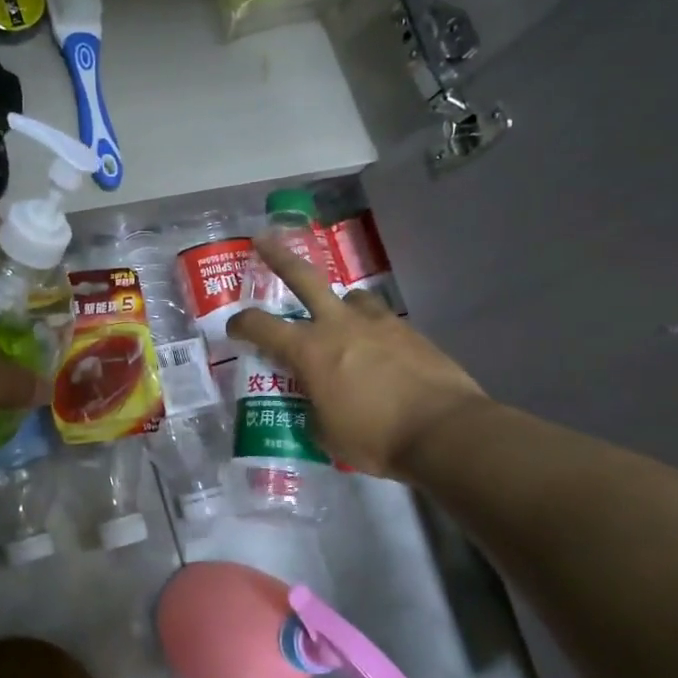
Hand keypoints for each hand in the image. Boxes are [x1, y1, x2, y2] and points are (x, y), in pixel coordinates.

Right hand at [226, 237, 488, 478]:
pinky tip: (380, 352)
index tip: (234, 328)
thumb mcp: (327, 435)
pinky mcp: (410, 332)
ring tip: (342, 320)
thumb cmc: (375, 438)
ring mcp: (378, 323)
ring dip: (340, 304)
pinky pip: (382, 320)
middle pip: (303, 278)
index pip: (261, 326)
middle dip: (279, 258)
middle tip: (264, 240)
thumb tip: (316, 406)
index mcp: (309, 350)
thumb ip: (313, 410)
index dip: (241, 324)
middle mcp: (339, 325)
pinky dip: (373, 330)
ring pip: (351, 296)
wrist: (444, 432)